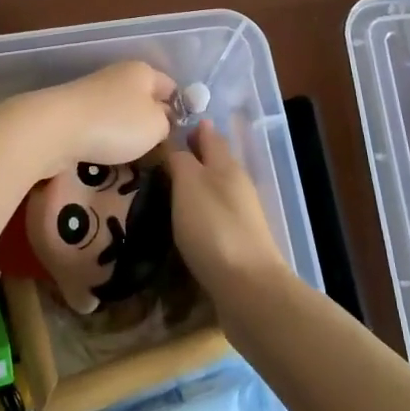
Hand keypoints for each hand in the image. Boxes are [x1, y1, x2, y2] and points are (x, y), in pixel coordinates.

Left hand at [11, 61, 176, 177]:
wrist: (55, 129)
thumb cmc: (115, 124)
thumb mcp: (157, 126)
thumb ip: (167, 123)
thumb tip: (162, 120)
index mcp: (142, 71)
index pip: (172, 87)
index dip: (181, 109)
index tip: (182, 136)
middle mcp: (118, 75)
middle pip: (144, 99)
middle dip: (152, 123)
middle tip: (160, 151)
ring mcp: (93, 92)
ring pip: (121, 113)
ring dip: (127, 133)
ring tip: (134, 157)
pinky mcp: (74, 111)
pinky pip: (101, 124)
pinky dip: (106, 138)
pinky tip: (107, 155)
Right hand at [167, 121, 287, 303]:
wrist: (248, 288)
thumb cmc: (213, 227)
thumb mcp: (189, 184)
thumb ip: (181, 160)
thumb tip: (176, 143)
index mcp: (226, 165)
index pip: (209, 135)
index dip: (192, 127)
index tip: (170, 122)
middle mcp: (237, 185)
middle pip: (214, 161)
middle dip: (193, 155)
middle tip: (161, 154)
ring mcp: (241, 216)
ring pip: (214, 188)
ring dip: (195, 184)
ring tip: (166, 186)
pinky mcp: (238, 243)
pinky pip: (214, 216)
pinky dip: (199, 210)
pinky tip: (184, 220)